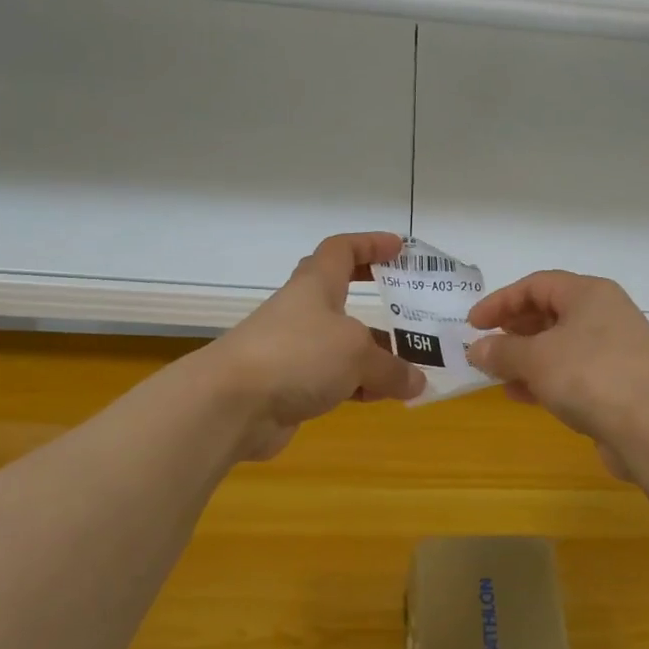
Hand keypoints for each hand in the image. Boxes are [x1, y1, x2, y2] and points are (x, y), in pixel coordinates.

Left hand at [204, 232, 423, 461]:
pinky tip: (381, 398)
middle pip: (342, 296)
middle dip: (377, 301)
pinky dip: (358, 385)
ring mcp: (293, 349)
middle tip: (410, 310)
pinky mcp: (289, 385)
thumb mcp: (357, 354)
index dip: (371, 244)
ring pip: (341, 343)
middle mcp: (303, 311)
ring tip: (411, 367)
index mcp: (316, 285)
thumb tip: (416, 383)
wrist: (231, 404)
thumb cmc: (298, 355)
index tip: (400, 248)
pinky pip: (333, 378)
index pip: (342, 249)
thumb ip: (392, 367)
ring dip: (374, 353)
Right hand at [466, 271, 648, 477]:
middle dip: (513, 330)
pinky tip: (522, 396)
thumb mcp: (535, 359)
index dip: (500, 301)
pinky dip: (546, 379)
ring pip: (560, 345)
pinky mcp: (618, 383)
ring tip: (497, 375)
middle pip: (549, 313)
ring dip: (526, 359)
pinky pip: (573, 372)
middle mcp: (604, 314)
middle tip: (487, 347)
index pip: (536, 285)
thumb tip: (477, 349)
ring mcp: (614, 349)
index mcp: (588, 293)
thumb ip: (502, 351)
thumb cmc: (590, 376)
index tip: (473, 324)